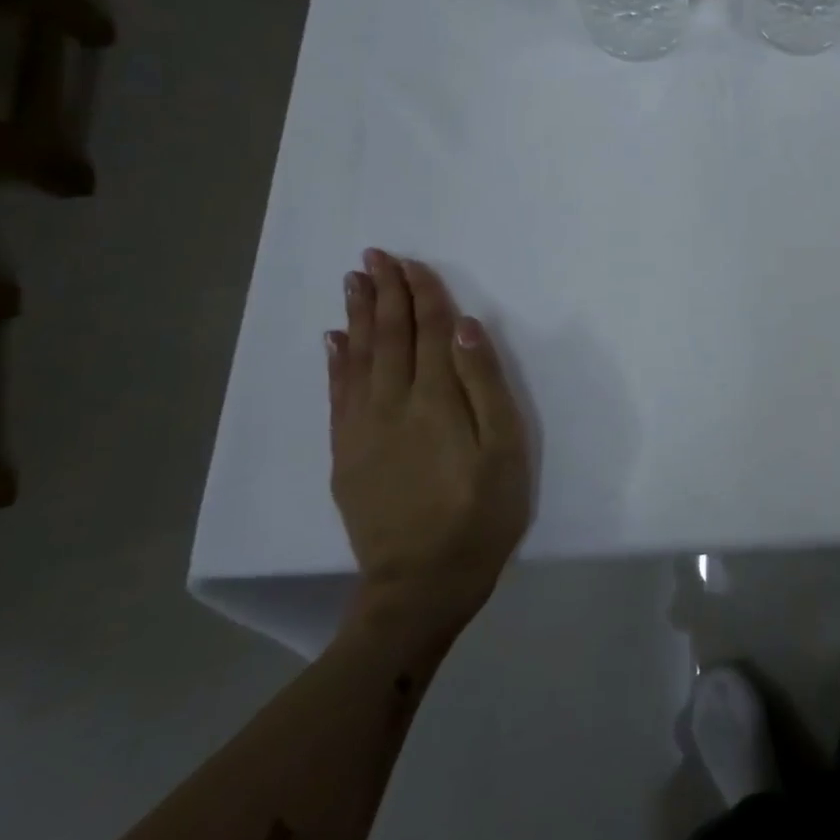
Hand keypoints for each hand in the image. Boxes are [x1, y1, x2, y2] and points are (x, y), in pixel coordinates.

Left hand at [327, 250, 533, 646]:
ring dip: (358, 317)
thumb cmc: (482, 514)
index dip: (424, 296)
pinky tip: (334, 340)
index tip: (413, 262)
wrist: (421, 584)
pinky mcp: (346, 455)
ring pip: (358, 359)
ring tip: (354, 282)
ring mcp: (363, 431)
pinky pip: (337, 396)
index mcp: (437, 401)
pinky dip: (336, 362)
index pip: (431, 333)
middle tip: (376, 255)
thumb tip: (467, 329)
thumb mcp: (506, 450)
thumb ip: (487, 386)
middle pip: (390, 338)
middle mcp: (393, 405)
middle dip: (385, 294)